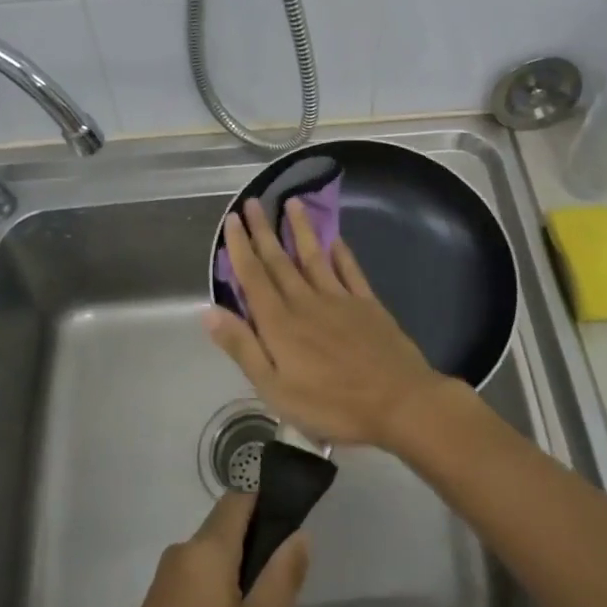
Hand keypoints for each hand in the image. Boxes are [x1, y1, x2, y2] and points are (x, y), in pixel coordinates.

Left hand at [86, 491, 308, 606]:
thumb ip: (281, 580)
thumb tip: (299, 534)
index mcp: (206, 551)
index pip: (240, 497)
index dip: (269, 499)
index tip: (296, 519)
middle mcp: (181, 554)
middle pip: (226, 527)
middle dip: (258, 545)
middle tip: (285, 589)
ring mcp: (164, 581)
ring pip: (213, 557)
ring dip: (239, 574)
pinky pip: (196, 580)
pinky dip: (219, 593)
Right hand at [205, 196, 442, 449]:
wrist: (398, 402)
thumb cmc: (331, 405)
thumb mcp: (275, 389)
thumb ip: (243, 347)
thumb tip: (209, 312)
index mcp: (280, 323)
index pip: (253, 277)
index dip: (240, 248)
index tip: (232, 221)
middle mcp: (306, 302)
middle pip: (280, 261)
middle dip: (263, 231)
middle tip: (252, 202)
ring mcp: (339, 299)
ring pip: (314, 256)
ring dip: (300, 229)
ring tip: (291, 202)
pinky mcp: (367, 304)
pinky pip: (350, 270)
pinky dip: (341, 252)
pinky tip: (334, 238)